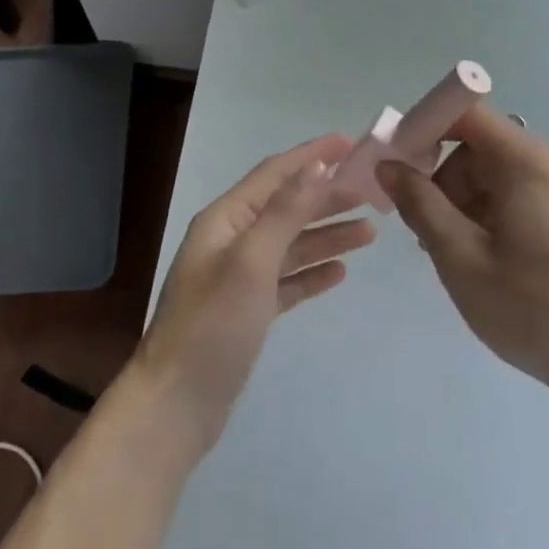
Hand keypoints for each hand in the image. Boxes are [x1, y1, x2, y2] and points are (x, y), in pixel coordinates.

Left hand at [135, 135, 373, 456]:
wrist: (176, 404)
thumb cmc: (213, 324)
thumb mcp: (252, 260)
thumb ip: (286, 212)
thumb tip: (316, 165)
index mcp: (226, 219)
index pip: (275, 174)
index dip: (311, 156)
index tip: (351, 144)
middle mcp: (231, 240)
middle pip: (286, 207)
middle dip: (327, 197)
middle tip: (372, 193)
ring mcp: (238, 277)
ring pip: (290, 244)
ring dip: (326, 235)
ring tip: (369, 231)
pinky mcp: (247, 311)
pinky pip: (286, 280)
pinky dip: (311, 273)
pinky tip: (339, 272)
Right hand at [378, 107, 548, 397]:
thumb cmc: (531, 308)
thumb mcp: (460, 257)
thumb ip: (419, 203)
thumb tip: (389, 166)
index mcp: (530, 163)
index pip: (468, 115)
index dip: (427, 129)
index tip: (402, 167)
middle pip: (485, 145)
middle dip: (448, 177)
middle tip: (430, 227)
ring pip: (504, 171)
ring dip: (471, 198)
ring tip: (460, 251)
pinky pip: (528, 192)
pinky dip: (498, 209)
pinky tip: (491, 255)